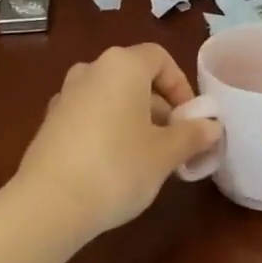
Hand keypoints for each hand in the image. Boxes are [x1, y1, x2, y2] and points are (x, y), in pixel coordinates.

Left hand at [15, 44, 220, 236]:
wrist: (48, 204)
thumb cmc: (117, 167)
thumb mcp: (165, 153)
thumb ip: (192, 135)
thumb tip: (212, 126)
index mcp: (122, 65)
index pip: (160, 58)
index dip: (181, 85)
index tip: (190, 119)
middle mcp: (91, 70)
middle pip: (135, 77)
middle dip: (160, 107)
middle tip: (175, 143)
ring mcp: (66, 95)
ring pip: (112, 97)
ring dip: (135, 119)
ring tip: (148, 157)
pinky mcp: (50, 122)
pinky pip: (91, 115)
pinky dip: (108, 129)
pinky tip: (115, 165)